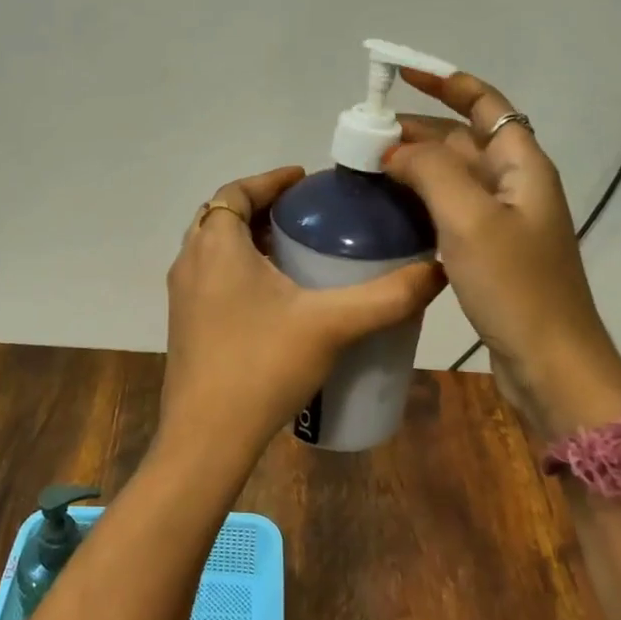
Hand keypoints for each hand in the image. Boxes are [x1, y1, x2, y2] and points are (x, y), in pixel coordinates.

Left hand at [161, 166, 445, 464]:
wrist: (206, 440)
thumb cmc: (263, 366)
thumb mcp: (333, 325)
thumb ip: (388, 296)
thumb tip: (437, 271)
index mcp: (217, 245)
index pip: (237, 190)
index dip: (271, 180)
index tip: (305, 180)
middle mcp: (191, 261)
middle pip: (223, 216)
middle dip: (262, 207)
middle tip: (306, 215)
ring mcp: (183, 296)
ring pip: (215, 248)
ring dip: (249, 239)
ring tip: (295, 250)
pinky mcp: (186, 324)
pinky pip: (212, 277)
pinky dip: (239, 268)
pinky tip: (276, 297)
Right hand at [383, 68, 620, 415]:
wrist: (551, 365)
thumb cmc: (515, 286)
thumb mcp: (470, 219)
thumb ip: (431, 172)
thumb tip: (395, 150)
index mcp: (522, 165)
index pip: (485, 104)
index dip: (446, 83)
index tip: (402, 73)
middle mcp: (515, 185)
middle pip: (462, 140)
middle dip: (417, 129)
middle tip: (365, 134)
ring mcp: (502, 221)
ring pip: (452, 177)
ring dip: (414, 165)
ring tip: (368, 165)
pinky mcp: (489, 252)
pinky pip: (449, 210)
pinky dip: (420, 200)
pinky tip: (389, 209)